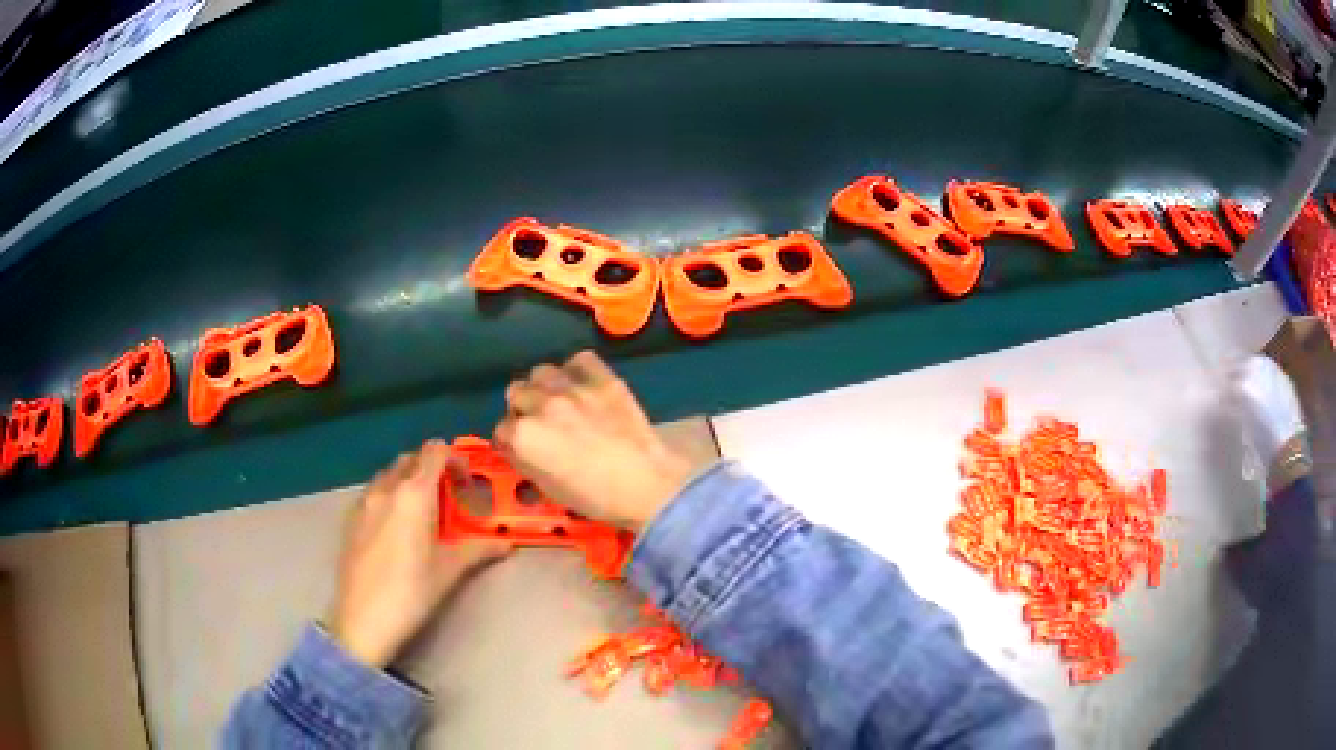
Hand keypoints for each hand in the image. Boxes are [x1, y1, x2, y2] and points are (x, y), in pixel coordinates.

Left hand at [328, 440, 509, 668]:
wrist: (362, 619)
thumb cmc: (411, 593)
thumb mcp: (449, 571)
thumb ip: (478, 549)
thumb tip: (506, 543)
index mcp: (414, 494)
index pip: (434, 451)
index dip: (454, 458)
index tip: (465, 482)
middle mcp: (386, 488)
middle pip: (411, 459)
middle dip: (431, 469)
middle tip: (448, 497)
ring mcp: (363, 502)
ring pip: (389, 475)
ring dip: (408, 481)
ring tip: (422, 513)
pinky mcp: (350, 519)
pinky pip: (373, 492)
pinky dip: (389, 496)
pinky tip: (396, 528)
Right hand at [494, 351, 693, 531]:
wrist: (647, 484)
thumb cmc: (595, 497)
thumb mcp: (548, 488)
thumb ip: (525, 461)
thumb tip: (517, 447)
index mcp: (523, 436)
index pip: (501, 428)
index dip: (511, 440)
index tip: (522, 446)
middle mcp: (541, 405)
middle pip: (516, 392)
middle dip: (523, 408)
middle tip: (540, 423)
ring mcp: (572, 387)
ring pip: (541, 372)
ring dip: (545, 387)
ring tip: (559, 401)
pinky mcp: (602, 378)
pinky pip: (579, 360)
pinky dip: (576, 371)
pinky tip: (583, 386)